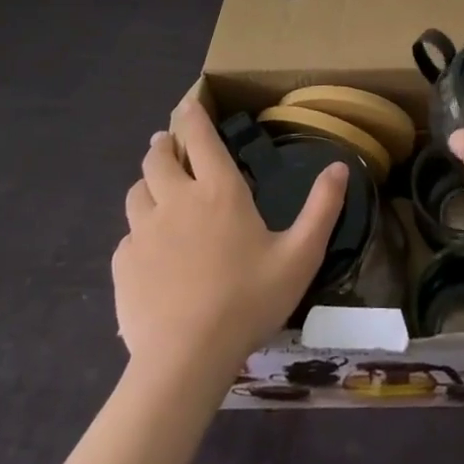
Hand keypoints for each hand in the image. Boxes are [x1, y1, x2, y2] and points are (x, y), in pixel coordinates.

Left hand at [112, 97, 346, 370]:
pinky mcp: (123, 264)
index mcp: (219, 191)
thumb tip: (340, 167)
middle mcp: (177, 200)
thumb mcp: (300, 255)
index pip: (200, 138)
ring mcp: (144, 231)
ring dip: (148, 183)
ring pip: (137, 191)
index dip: (192, 116)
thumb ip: (322, 208)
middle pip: (158, 158)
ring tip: (157, 189)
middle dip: (164, 145)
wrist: (186, 359)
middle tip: (169, 144)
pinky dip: (138, 230)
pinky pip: (127, 234)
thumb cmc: (249, 300)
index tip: (187, 104)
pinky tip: (149, 248)